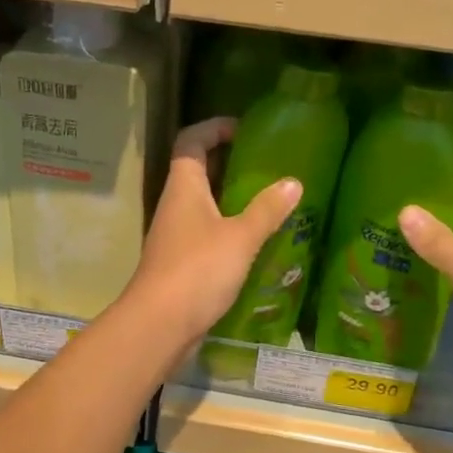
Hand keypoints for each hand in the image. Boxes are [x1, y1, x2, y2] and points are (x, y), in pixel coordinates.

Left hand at [125, 119, 302, 343]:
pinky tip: (254, 242)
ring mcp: (175, 236)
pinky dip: (228, 230)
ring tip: (267, 202)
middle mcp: (175, 206)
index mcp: (184, 187)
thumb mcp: (240, 237)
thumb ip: (267, 210)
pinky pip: (206, 234)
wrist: (159, 325)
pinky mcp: (181, 264)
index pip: (191, 141)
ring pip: (203, 205)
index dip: (214, 128)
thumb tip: (293, 182)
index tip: (244, 130)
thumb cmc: (198, 270)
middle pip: (197, 171)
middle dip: (228, 163)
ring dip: (230, 199)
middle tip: (265, 165)